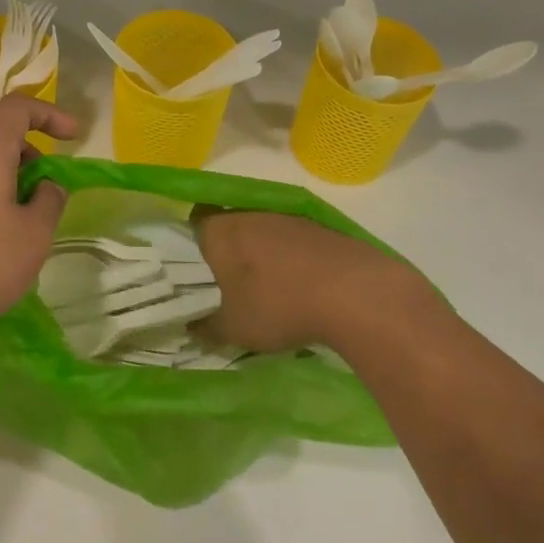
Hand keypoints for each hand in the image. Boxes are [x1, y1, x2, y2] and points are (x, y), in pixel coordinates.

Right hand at [192, 209, 429, 351]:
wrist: (355, 293)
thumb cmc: (278, 305)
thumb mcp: (234, 328)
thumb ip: (207, 328)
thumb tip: (191, 328)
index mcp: (218, 230)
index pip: (191, 227)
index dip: (188, 248)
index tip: (191, 273)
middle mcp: (248, 214)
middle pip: (226, 227)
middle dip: (224, 253)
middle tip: (223, 285)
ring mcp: (286, 217)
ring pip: (260, 232)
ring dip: (259, 255)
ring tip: (262, 289)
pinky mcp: (319, 227)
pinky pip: (291, 240)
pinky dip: (289, 259)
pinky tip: (297, 286)